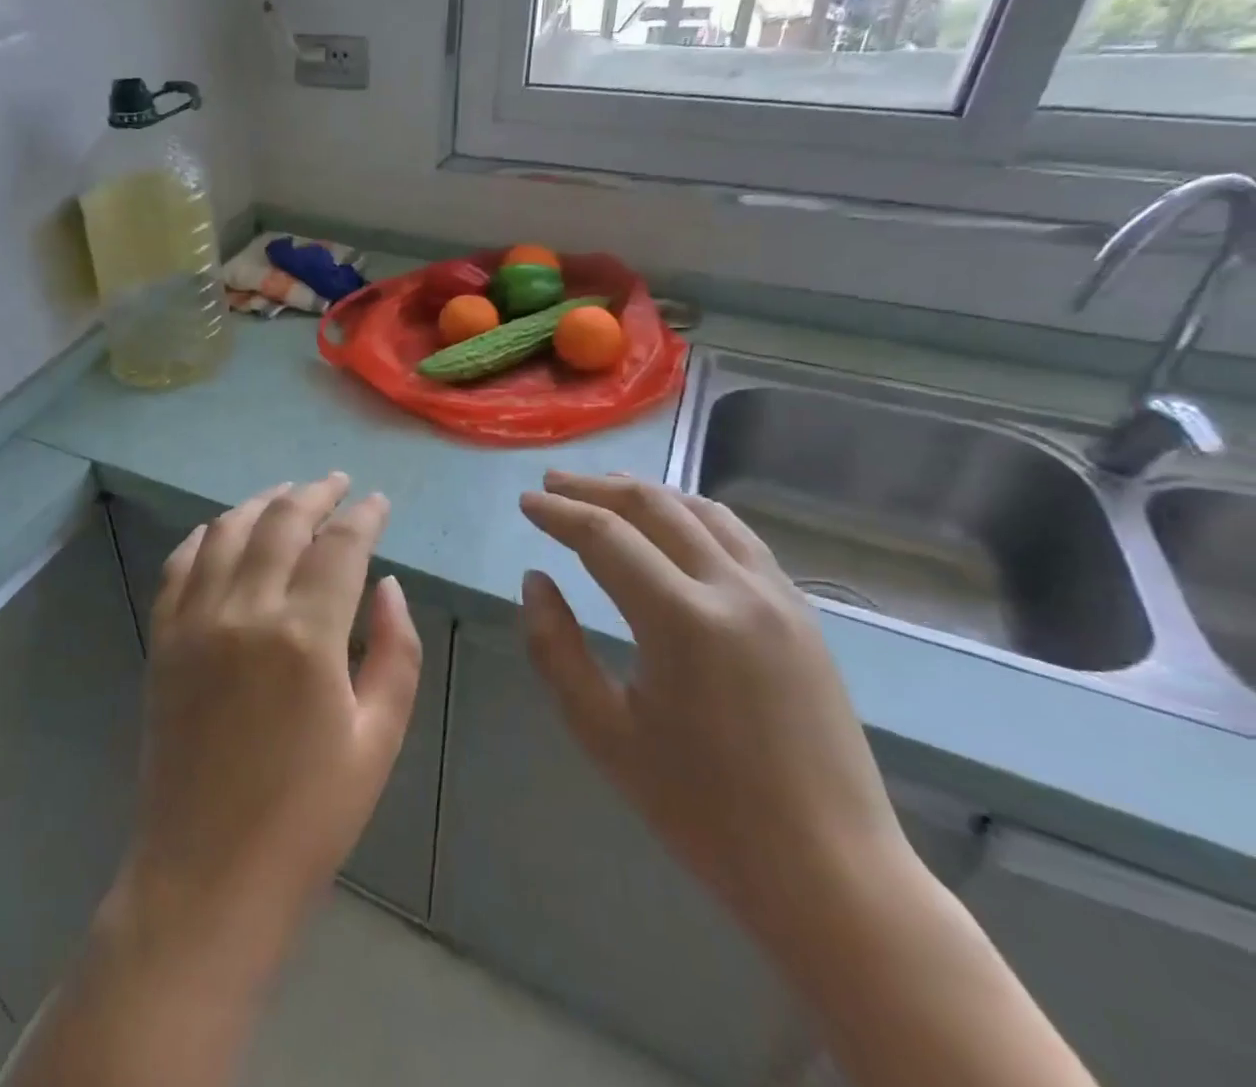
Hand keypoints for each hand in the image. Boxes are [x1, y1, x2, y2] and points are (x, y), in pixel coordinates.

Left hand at [119, 474, 422, 957]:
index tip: (378, 502)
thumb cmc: (308, 816)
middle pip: (281, 522)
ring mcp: (195, 621)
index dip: (363, 515)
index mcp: (306, 635)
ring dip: (262, 502)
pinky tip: (224, 529)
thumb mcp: (378, 739)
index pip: (340, 545)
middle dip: (315, 493)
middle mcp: (246, 610)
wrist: (207, 874)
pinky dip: (207, 535)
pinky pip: (181, 563)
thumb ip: (395, 651)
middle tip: (337, 483)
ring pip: (229, 531)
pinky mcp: (163, 639)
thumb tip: (388, 585)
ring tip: (287, 493)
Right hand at [519, 472, 916, 944]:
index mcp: (683, 620)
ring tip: (607, 489)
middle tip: (553, 482)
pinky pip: (740, 538)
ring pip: (704, 512)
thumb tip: (536, 581)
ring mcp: (779, 597)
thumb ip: (556, 648)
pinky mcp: (803, 614)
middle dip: (597, 488)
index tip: (526, 503)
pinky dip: (694, 514)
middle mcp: (735, 590)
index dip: (559, 513)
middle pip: (655, 508)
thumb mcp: (603, 732)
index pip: (605, 536)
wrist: (829, 872)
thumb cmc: (702, 809)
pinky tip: (674, 524)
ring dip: (648, 493)